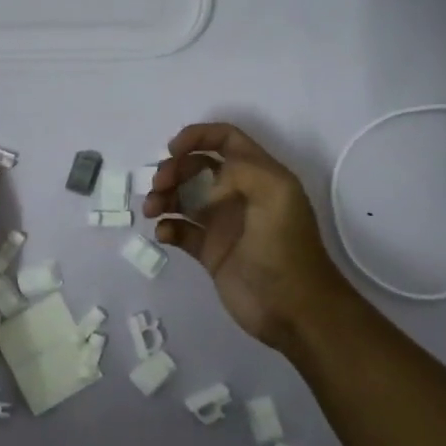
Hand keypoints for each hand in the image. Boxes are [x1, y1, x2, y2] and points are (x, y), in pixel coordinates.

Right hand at [144, 123, 350, 353]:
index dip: (198, 136)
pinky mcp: (210, 252)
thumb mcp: (275, 195)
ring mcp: (223, 224)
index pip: (226, 140)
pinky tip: (164, 233)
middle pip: (197, 167)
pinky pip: (181, 230)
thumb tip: (207, 184)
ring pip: (184, 197)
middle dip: (174, 169)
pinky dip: (167, 227)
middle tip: (159, 185)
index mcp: (259, 175)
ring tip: (153, 210)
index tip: (173, 150)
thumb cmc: (285, 247)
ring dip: (164, 196)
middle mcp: (239, 194)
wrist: (293, 309)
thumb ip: (241, 170)